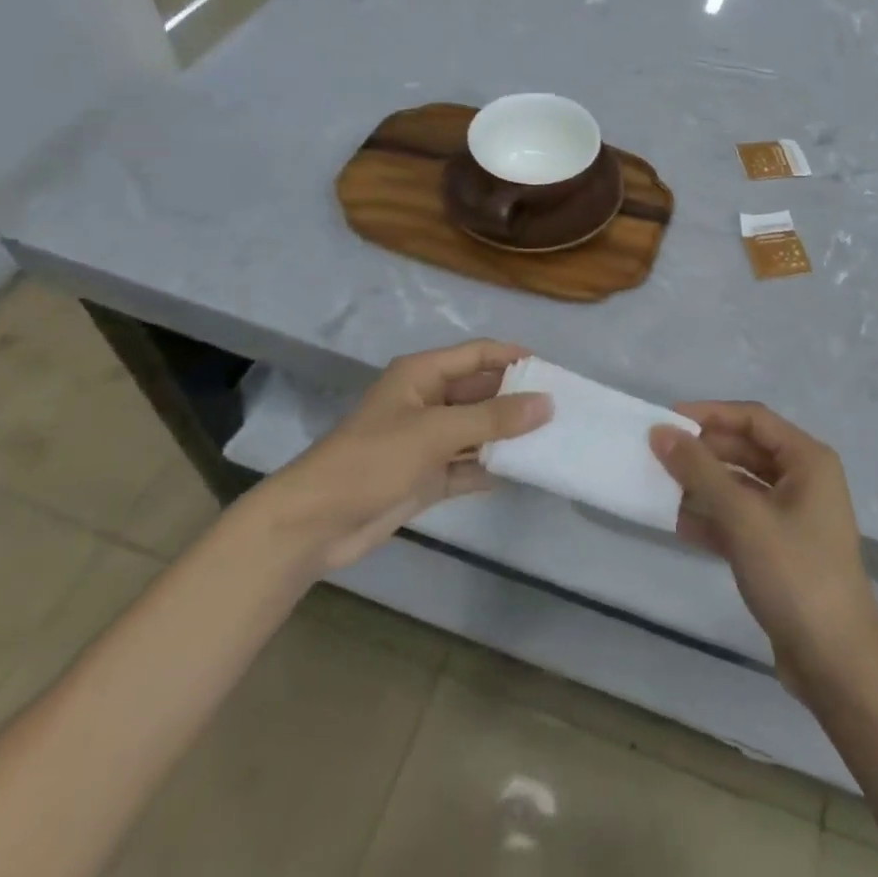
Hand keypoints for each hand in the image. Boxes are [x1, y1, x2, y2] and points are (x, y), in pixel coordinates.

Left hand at [256, 339, 550, 576]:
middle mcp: (427, 401)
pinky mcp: (425, 477)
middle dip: (516, 399)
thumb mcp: (436, 431)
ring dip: (506, 436)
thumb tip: (547, 403)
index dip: (513, 357)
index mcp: (422, 375)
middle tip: (561, 409)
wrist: (315, 524)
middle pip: (480, 392)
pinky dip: (489, 469)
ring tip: (552, 439)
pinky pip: (467, 466)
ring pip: (476, 430)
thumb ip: (494, 418)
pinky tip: (522, 473)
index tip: (553, 371)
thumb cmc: (373, 460)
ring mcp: (426, 441)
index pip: (478, 354)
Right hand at [650, 403, 877, 697]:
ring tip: (661, 488)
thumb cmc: (795, 574)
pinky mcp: (781, 551)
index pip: (752, 418)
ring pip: (740, 487)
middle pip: (746, 450)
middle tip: (658, 456)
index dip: (710, 414)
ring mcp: (793, 518)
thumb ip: (699, 471)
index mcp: (807, 460)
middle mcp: (803, 481)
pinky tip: (679, 525)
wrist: (837, 664)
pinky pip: (741, 520)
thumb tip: (660, 432)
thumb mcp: (742, 516)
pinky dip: (713, 519)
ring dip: (704, 487)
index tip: (668, 421)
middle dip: (703, 453)